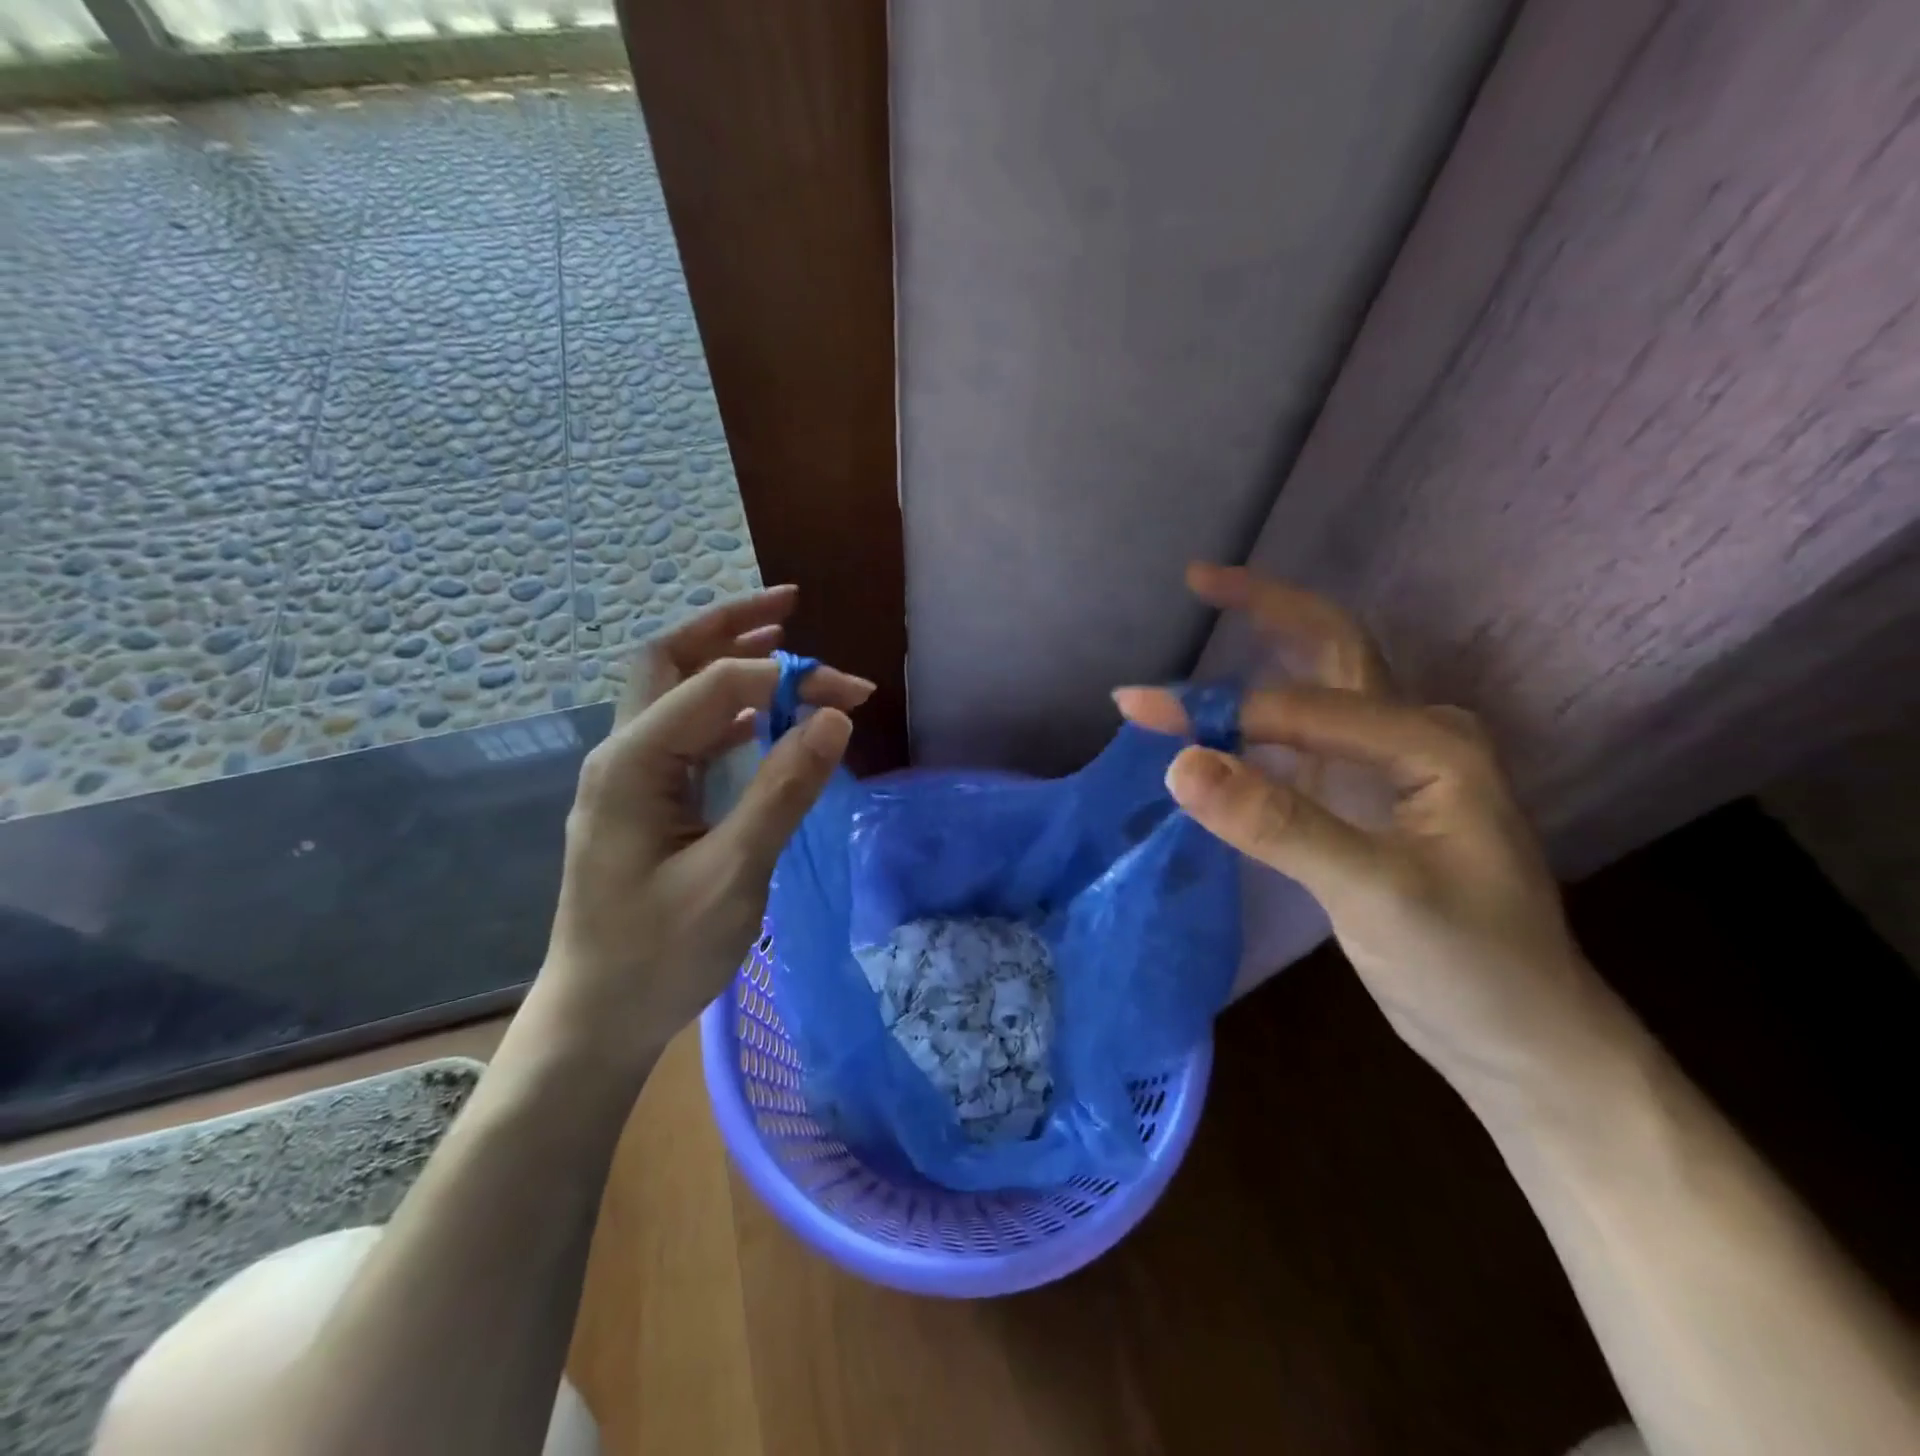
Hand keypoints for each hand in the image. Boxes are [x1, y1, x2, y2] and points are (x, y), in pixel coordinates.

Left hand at [539, 587, 874, 1064]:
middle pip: (669, 659)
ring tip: (783, 642)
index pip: (717, 686)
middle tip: (790, 605)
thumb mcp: (734, 875)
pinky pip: (687, 733)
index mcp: (633, 764)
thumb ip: (783, 791)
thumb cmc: (659, 955)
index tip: (854, 695)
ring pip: (675, 692)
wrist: (598, 1020)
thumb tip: (835, 719)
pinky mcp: (644, 801)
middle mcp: (623, 755)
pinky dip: (727, 709)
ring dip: (726, 660)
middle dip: (729, 626)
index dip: (789, 678)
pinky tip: (765, 717)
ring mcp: (630, 778)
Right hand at [1116, 565, 1612, 1100]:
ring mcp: (1393, 767)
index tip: (1136, 710)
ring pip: (1316, 692)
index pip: (1300, 707)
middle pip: (1332, 650)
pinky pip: (1306, 742)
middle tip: (1198, 578)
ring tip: (1203, 629)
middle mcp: (1415, 736)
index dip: (1214, 708)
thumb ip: (1277, 823)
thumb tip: (1179, 763)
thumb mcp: (1375, 894)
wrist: (1524, 1040)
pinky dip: (1258, 723)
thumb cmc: (1471, 967)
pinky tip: (1221, 725)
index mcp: (1431, 744)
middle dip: (1264, 611)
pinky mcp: (1369, 801)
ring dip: (1257, 662)